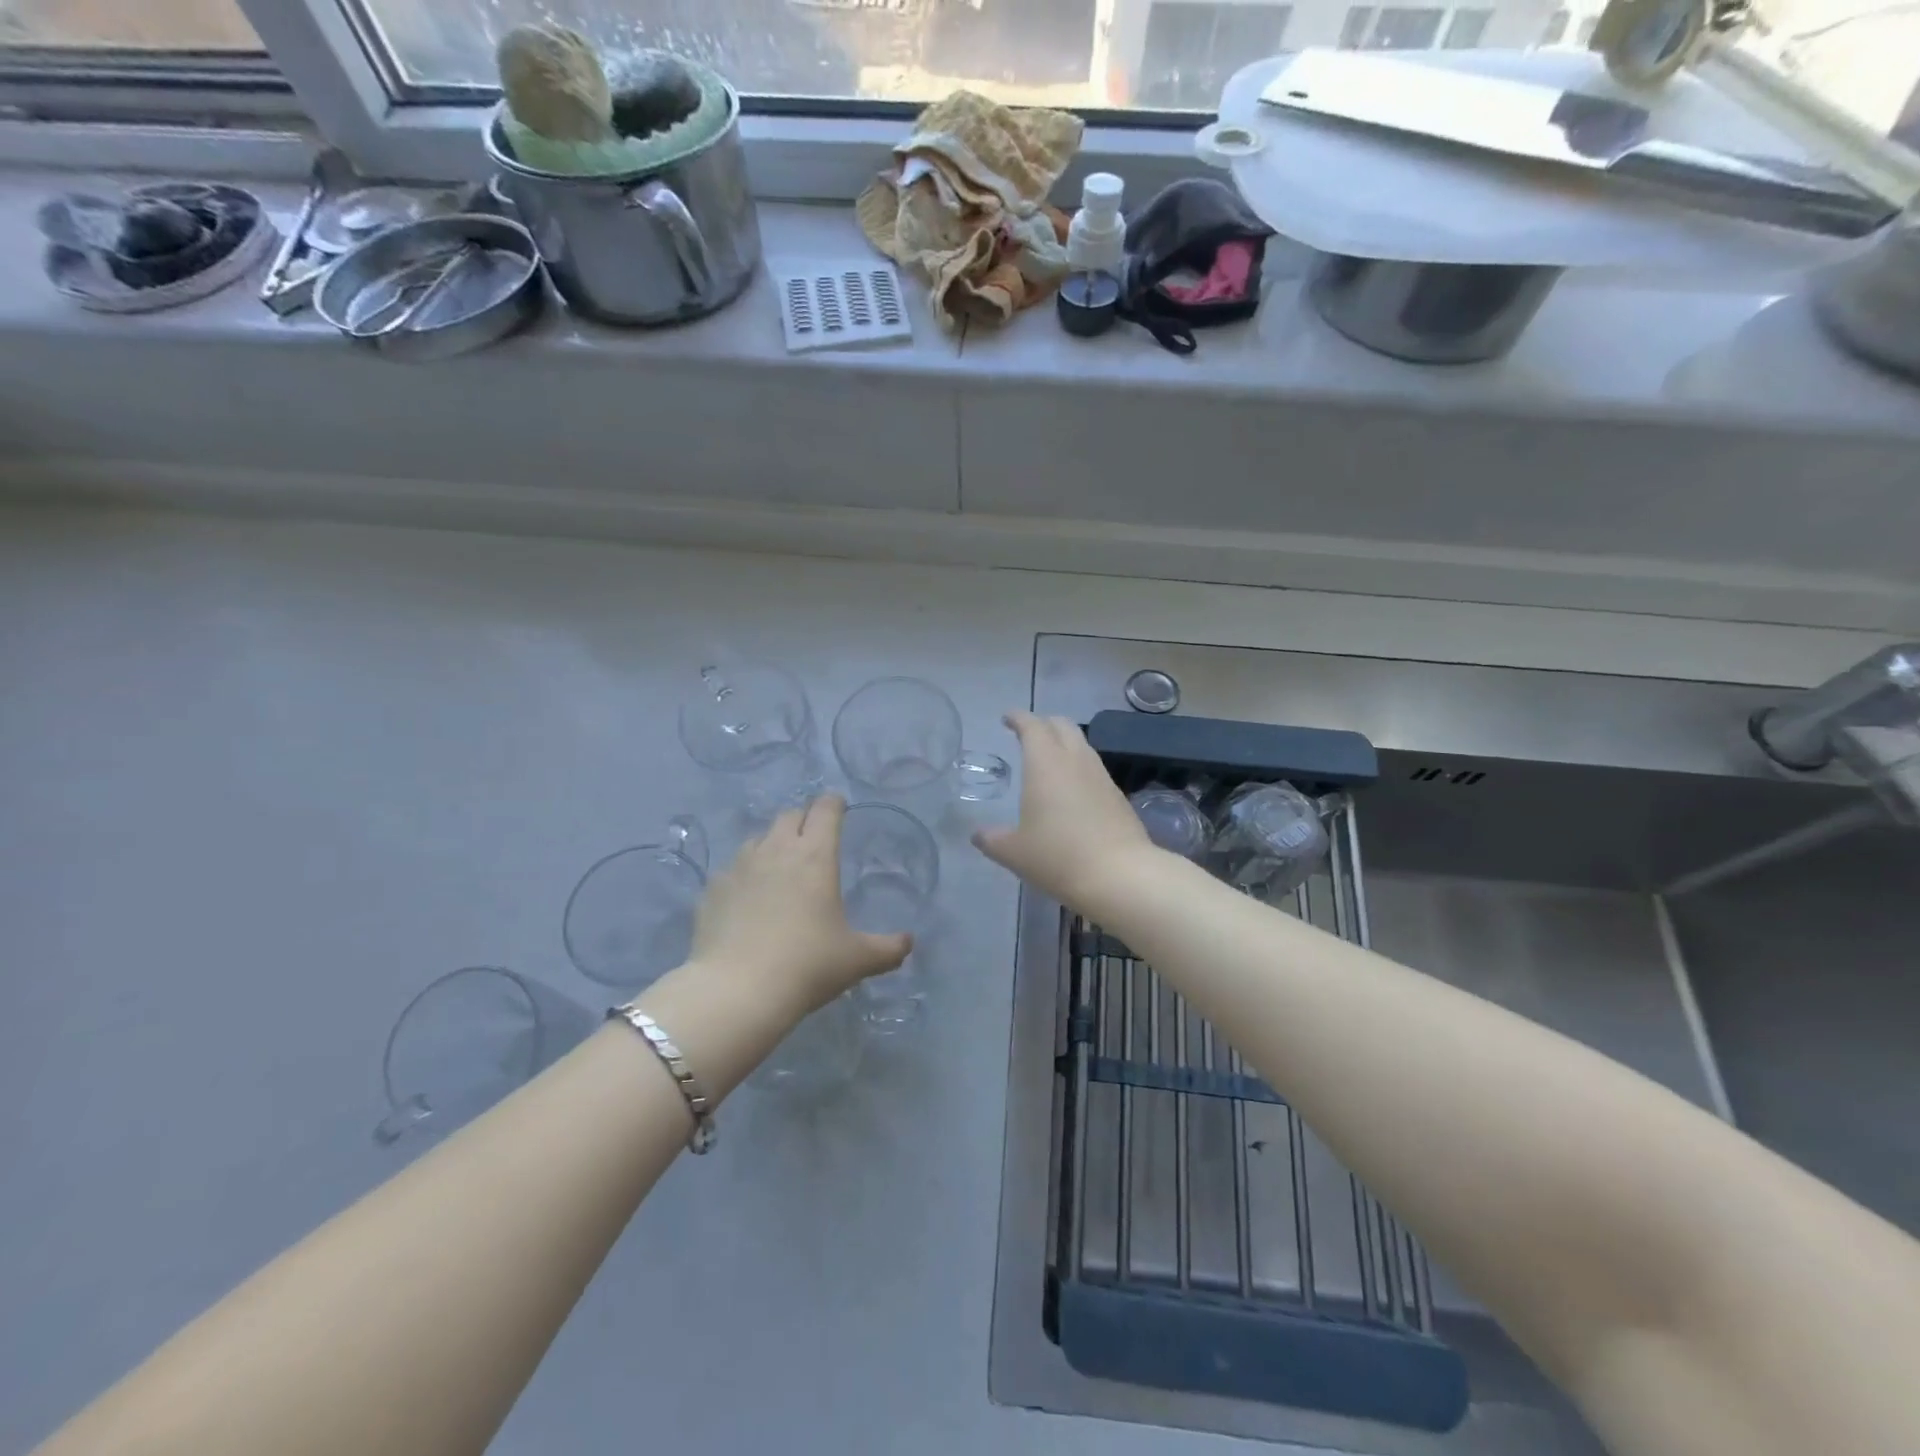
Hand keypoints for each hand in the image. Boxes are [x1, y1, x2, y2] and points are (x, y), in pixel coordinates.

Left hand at [689, 795, 910, 1012]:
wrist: (737, 991)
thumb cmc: (807, 965)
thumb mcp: (857, 960)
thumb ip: (888, 948)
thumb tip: (908, 943)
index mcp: (816, 856)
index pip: (826, 810)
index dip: (834, 804)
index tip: (839, 807)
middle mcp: (776, 850)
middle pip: (790, 815)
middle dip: (804, 819)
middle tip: (813, 838)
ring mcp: (739, 867)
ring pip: (758, 839)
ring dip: (772, 845)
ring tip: (779, 869)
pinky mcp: (712, 890)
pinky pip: (731, 871)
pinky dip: (744, 877)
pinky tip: (747, 901)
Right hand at [971, 712, 1158, 914]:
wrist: (1120, 875)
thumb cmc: (1058, 856)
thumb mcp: (1014, 852)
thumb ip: (992, 839)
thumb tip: (978, 835)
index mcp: (1045, 763)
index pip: (1031, 726)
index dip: (1018, 718)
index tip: (1007, 718)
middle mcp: (1075, 760)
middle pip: (1061, 725)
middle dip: (1043, 723)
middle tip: (1028, 734)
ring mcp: (1101, 775)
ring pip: (1081, 744)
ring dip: (1064, 743)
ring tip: (1049, 759)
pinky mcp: (1117, 795)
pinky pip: (1093, 767)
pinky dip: (1078, 766)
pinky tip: (1072, 788)